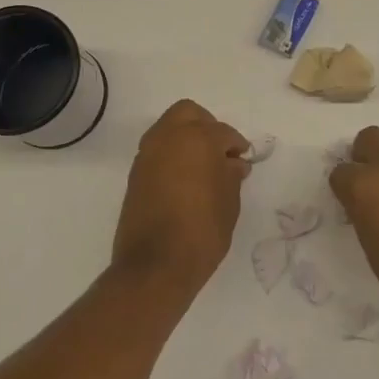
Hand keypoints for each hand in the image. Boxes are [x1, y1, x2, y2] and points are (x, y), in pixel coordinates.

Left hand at [112, 100, 249, 291]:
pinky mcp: (135, 173)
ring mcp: (147, 154)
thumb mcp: (229, 202)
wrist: (155, 265)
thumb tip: (233, 163)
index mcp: (197, 139)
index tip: (243, 160)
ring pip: (168, 128)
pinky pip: (157, 150)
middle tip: (220, 151)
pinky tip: (185, 178)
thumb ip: (231, 175)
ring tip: (202, 166)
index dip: (236, 145)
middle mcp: (168, 138)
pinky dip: (171, 155)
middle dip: (206, 125)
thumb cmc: (202, 231)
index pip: (223, 132)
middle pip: (188, 113)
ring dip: (185, 138)